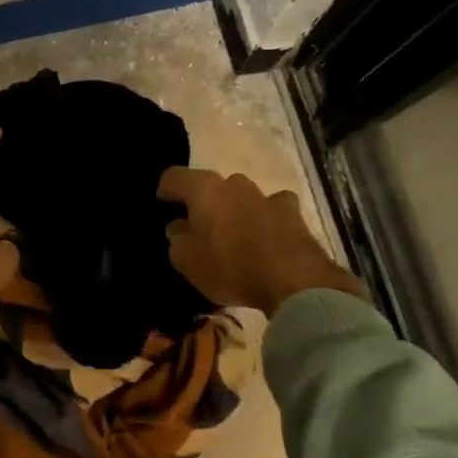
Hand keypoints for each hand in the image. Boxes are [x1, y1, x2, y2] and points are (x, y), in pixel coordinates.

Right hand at [157, 167, 363, 317]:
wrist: (294, 280)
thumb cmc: (230, 266)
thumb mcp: (186, 261)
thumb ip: (177, 239)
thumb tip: (179, 227)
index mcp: (204, 188)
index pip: (173, 177)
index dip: (164, 191)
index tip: (163, 208)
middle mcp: (234, 183)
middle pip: (209, 186)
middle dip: (202, 204)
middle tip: (198, 230)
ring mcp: (266, 195)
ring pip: (241, 196)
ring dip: (234, 210)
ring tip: (234, 237)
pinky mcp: (292, 212)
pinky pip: (271, 209)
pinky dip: (265, 218)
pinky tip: (267, 237)